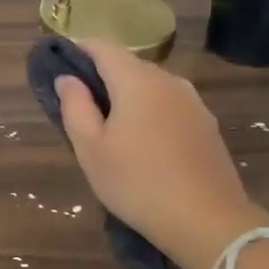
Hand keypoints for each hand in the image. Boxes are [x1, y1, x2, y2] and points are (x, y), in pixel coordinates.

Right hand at [55, 42, 264, 268]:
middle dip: (102, 77)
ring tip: (111, 128)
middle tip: (80, 106)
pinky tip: (144, 144)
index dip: (79, 50)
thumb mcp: (91, 149)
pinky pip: (169, 106)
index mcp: (137, 81)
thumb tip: (67, 79)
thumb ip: (75, 107)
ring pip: (151, 86)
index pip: (103, 47)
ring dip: (128, 97)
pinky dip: (150, 112)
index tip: (61, 66)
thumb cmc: (137, 183)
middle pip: (128, 65)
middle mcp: (169, 81)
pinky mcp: (207, 125)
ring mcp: (193, 103)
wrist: (207, 221)